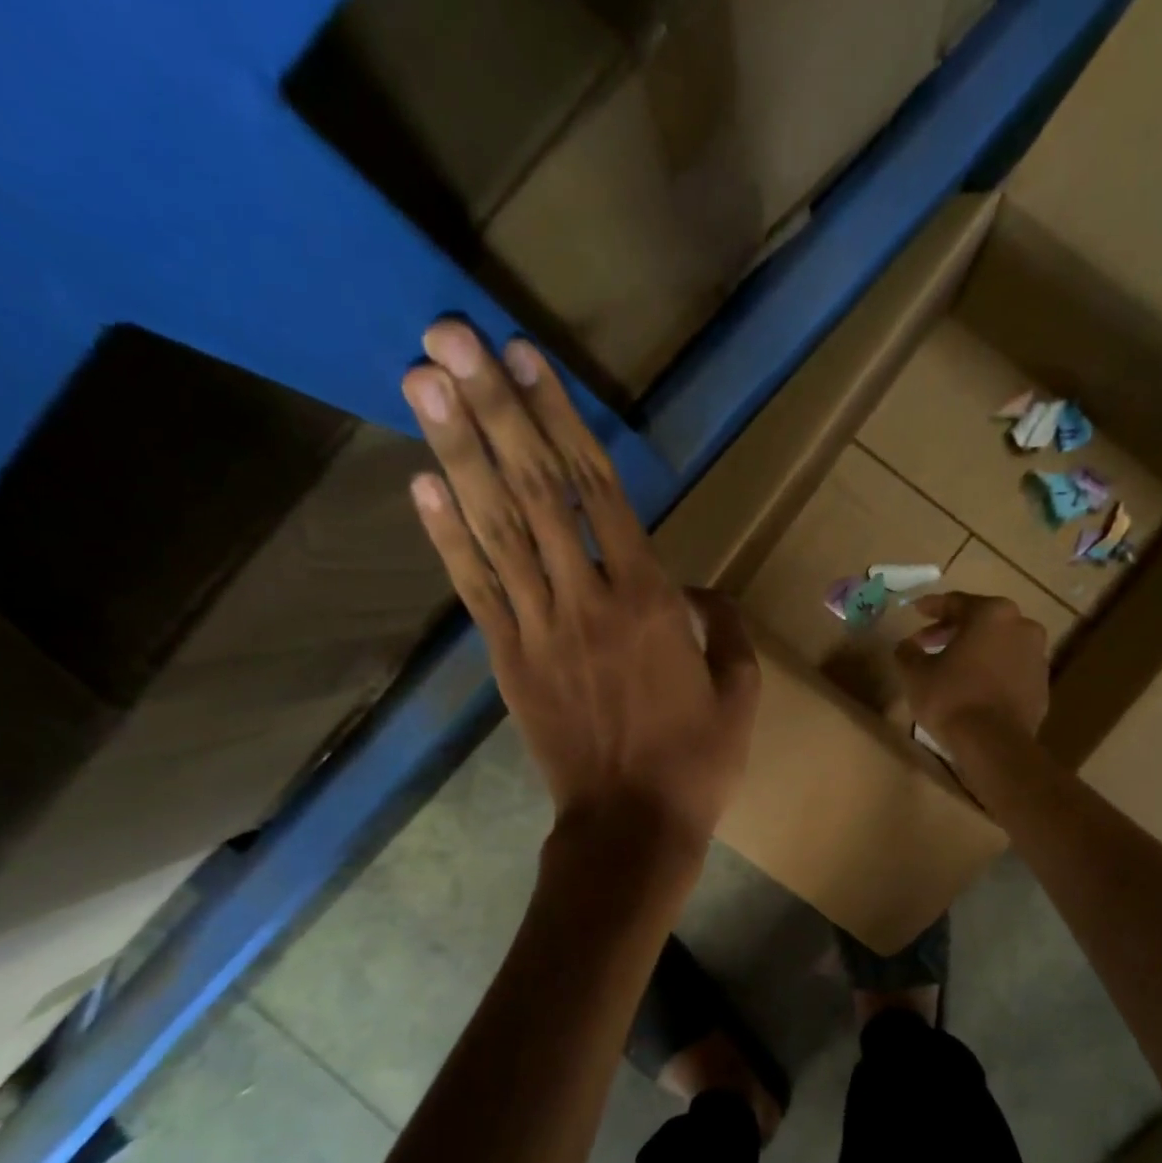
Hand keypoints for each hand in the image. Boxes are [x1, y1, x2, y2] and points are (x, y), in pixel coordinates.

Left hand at [401, 322, 759, 849]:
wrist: (631, 827)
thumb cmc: (697, 761)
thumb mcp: (740, 692)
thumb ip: (723, 626)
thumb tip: (696, 588)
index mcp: (651, 602)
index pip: (598, 491)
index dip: (559, 420)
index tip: (524, 359)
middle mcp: (587, 600)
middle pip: (533, 491)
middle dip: (490, 408)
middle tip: (445, 335)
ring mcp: (538, 629)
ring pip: (495, 529)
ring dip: (455, 452)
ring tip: (421, 382)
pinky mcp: (509, 661)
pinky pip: (476, 589)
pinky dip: (445, 536)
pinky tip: (420, 482)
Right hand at [895, 592, 1048, 741]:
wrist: (994, 744)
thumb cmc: (951, 698)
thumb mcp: (916, 673)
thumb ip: (908, 652)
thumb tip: (906, 645)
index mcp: (992, 614)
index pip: (956, 603)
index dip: (931, 607)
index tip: (915, 610)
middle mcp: (1022, 626)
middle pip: (980, 621)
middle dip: (952, 630)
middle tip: (927, 642)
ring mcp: (1037, 656)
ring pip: (998, 645)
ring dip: (974, 650)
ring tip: (950, 666)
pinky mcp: (1042, 685)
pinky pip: (1010, 669)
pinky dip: (991, 671)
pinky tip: (973, 686)